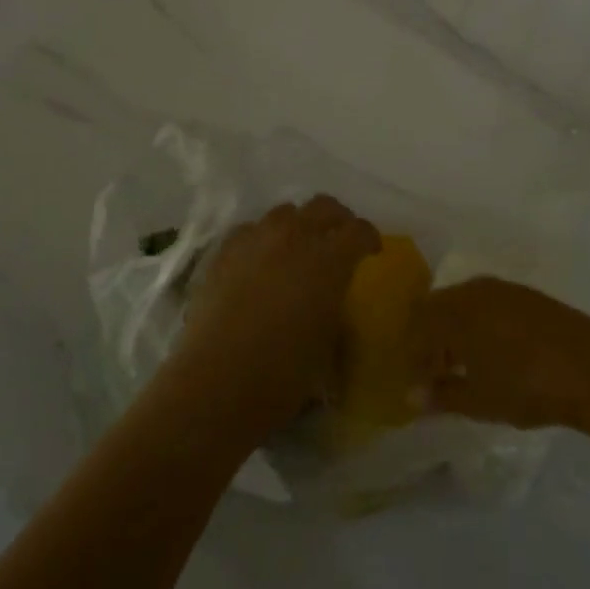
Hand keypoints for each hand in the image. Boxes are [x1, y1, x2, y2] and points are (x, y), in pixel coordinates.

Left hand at [171, 196, 379, 435]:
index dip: (369, 237)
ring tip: (298, 248)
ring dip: (299, 224)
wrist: (217, 382)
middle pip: (323, 207)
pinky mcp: (224, 251)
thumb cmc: (283, 375)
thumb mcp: (328, 345)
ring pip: (285, 212)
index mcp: (329, 260)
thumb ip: (335, 311)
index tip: (372, 251)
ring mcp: (256, 239)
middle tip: (340, 240)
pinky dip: (262, 238)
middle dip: (337, 220)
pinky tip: (260, 259)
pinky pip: (250, 230)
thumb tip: (333, 304)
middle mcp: (295, 237)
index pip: (358, 231)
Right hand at [415, 278, 589, 431]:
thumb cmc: (527, 386)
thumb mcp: (480, 400)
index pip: (417, 325)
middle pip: (437, 307)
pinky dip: (479, 324)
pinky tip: (493, 353)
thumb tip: (413, 397)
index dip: (412, 355)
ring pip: (463, 303)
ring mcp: (504, 289)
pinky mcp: (528, 296)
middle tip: (434, 374)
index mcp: (455, 310)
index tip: (415, 384)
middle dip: (430, 338)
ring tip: (463, 366)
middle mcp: (474, 290)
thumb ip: (442, 395)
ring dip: (455, 330)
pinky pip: (488, 304)